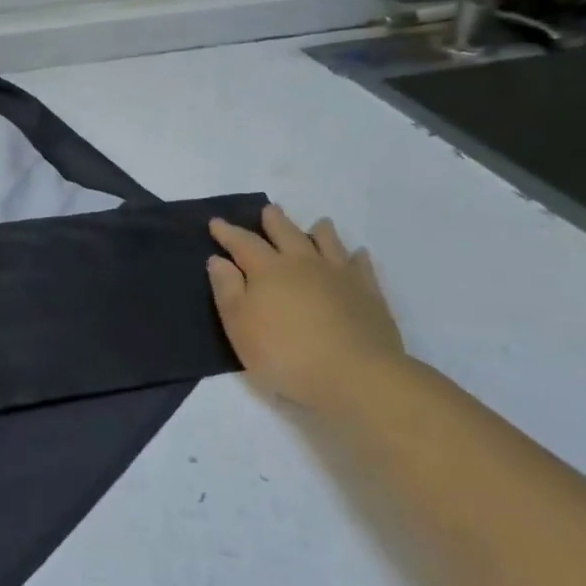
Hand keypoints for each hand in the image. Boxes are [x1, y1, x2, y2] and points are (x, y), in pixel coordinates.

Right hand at [207, 205, 404, 410]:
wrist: (356, 375)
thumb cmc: (286, 354)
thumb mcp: (240, 327)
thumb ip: (227, 290)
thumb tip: (218, 260)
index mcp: (268, 270)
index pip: (243, 243)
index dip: (228, 232)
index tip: (216, 222)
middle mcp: (303, 264)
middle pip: (287, 233)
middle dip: (274, 221)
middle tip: (269, 209)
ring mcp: (340, 276)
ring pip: (328, 243)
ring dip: (320, 231)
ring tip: (318, 223)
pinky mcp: (369, 294)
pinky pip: (361, 267)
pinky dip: (357, 257)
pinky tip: (358, 254)